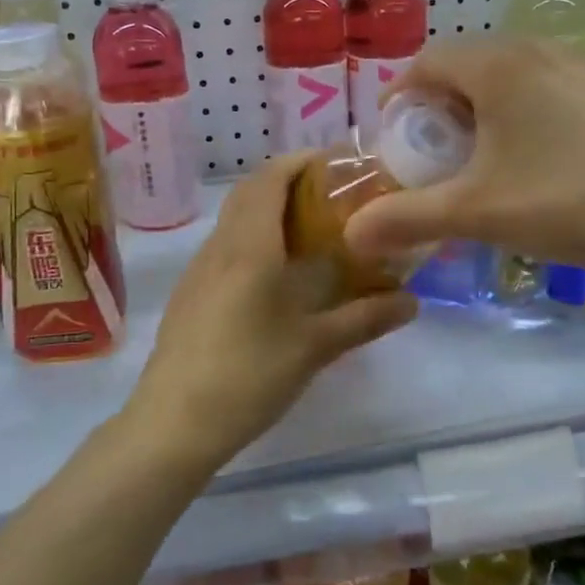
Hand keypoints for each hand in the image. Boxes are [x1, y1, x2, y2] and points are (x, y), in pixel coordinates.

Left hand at [128, 153, 418, 468]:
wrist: (173, 423)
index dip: (301, 161)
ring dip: (268, 209)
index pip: (270, 178)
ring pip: (234, 219)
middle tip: (332, 195)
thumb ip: (364, 319)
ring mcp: (199, 270)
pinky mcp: (190, 294)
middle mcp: (220, 247)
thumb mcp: (314, 347)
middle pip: (250, 192)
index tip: (337, 163)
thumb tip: (412, 302)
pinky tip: (276, 273)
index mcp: (249, 247)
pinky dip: (253, 237)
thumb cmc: (248, 376)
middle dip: (288, 181)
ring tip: (310, 230)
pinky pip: (225, 246)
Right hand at [343, 38, 584, 280]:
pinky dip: (514, 122)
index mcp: (497, 65)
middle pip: (463, 70)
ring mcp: (576, 70)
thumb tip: (350, 234)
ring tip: (476, 168)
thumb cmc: (572, 199)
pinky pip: (538, 95)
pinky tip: (529, 168)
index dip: (399, 100)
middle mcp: (534, 53)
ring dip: (476, 118)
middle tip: (431, 161)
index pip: (426, 63)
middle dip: (435, 113)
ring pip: (503, 83)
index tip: (393, 143)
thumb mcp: (478, 213)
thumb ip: (407, 218)